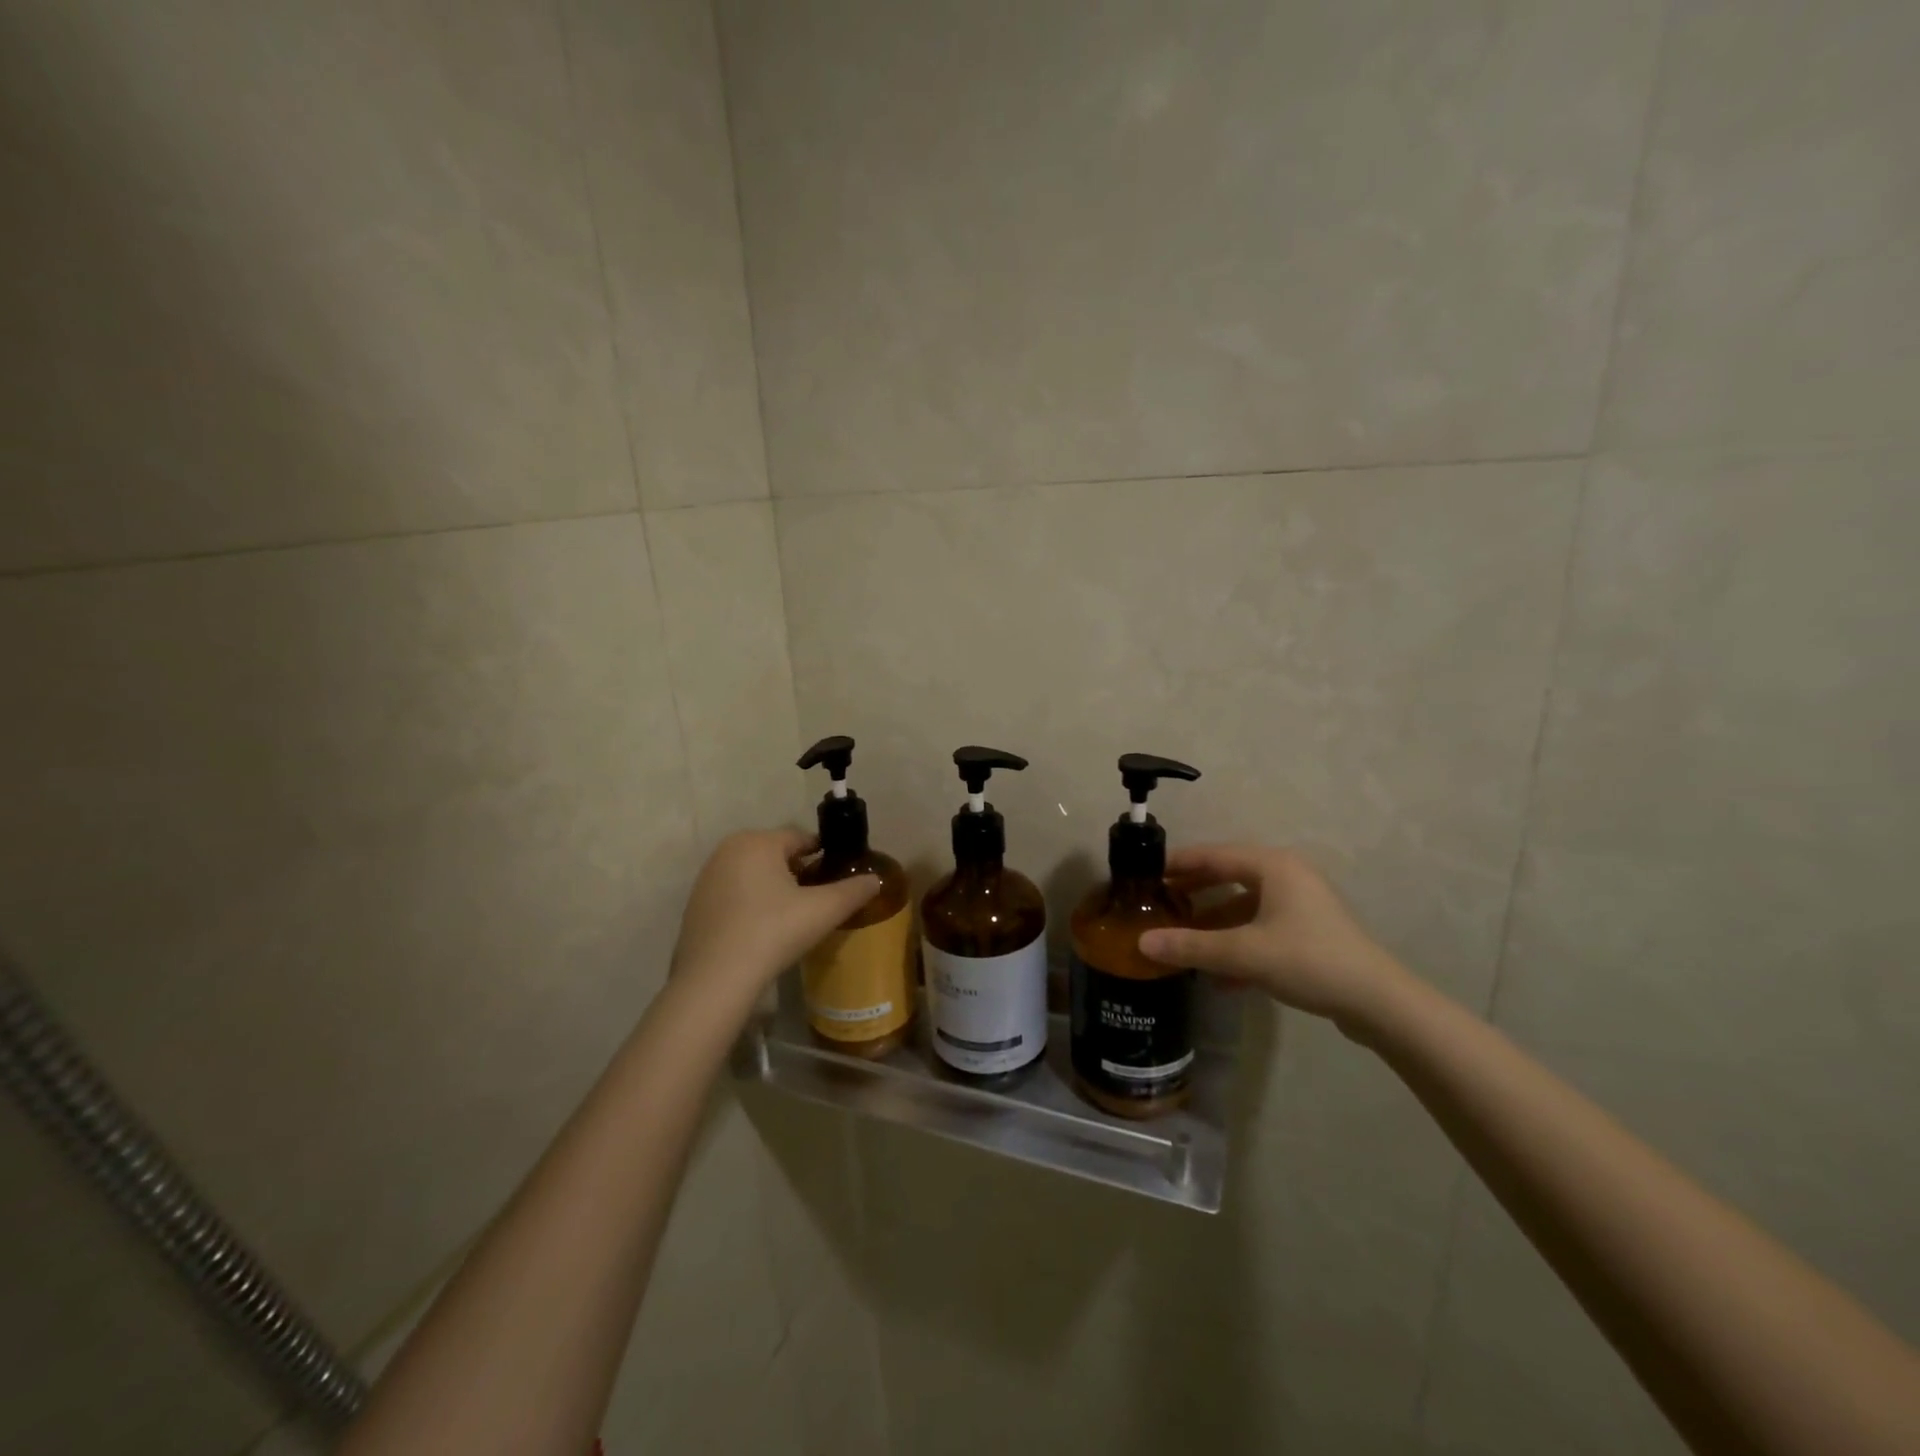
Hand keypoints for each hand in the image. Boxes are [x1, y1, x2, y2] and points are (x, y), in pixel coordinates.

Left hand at [670, 829, 880, 1006]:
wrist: (715, 979)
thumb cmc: (773, 931)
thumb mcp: (824, 910)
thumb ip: (854, 891)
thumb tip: (876, 879)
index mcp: (758, 841)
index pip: (802, 839)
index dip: (824, 857)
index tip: (838, 879)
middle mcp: (728, 850)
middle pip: (776, 855)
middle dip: (798, 873)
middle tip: (817, 902)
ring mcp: (707, 878)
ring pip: (753, 875)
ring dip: (773, 889)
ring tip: (792, 919)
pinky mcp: (695, 906)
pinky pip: (734, 895)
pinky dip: (751, 905)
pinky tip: (762, 932)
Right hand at [1138, 844, 1413, 1033]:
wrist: (1379, 1002)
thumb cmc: (1309, 961)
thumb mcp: (1244, 953)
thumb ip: (1191, 946)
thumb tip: (1141, 943)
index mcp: (1272, 866)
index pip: (1213, 855)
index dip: (1177, 864)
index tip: (1144, 874)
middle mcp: (1286, 876)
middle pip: (1227, 877)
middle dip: (1193, 893)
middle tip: (1158, 904)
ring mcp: (1300, 905)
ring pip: (1244, 906)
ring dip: (1213, 923)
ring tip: (1180, 940)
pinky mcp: (1308, 932)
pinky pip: (1260, 928)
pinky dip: (1237, 944)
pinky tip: (1217, 976)